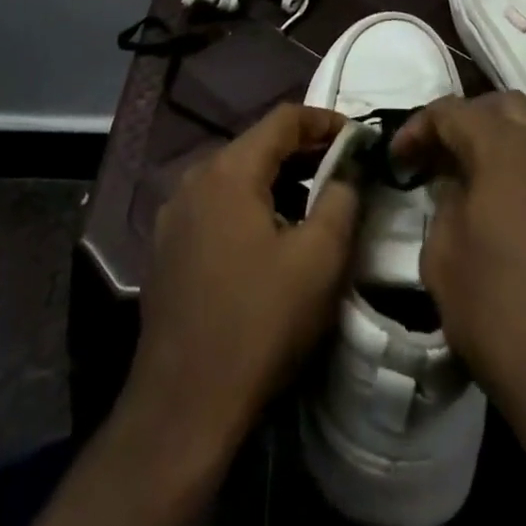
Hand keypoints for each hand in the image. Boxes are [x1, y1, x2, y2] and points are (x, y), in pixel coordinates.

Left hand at [129, 102, 359, 449]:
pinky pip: (216, 205)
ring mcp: (174, 214)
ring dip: (277, 180)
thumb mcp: (319, 259)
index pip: (284, 118)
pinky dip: (250, 205)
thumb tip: (348, 171)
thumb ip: (341, 200)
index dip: (325, 120)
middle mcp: (194, 178)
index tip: (359, 137)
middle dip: (304, 151)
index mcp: (229, 170)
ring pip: (235, 176)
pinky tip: (270, 237)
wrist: (183, 406)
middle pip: (257, 144)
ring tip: (313, 203)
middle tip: (344, 169)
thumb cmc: (259, 323)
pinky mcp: (167, 247)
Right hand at [393, 93, 525, 472]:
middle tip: (443, 158)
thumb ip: (445, 206)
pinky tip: (525, 222)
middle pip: (505, 108)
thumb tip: (459, 190)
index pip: (454, 112)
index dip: (419, 128)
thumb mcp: (443, 261)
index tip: (398, 159)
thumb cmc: (503, 318)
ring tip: (482, 188)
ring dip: (506, 149)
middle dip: (468, 122)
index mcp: (507, 152)